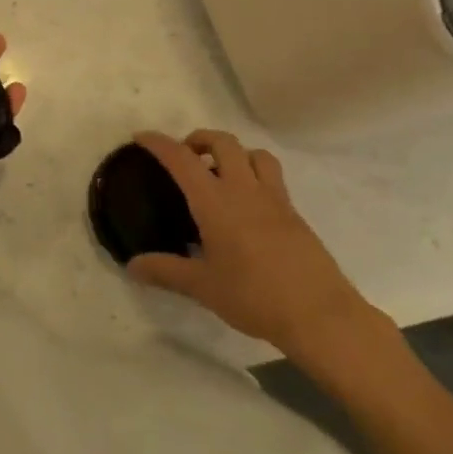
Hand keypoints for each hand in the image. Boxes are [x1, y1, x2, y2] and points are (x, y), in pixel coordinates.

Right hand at [126, 130, 386, 366]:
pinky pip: (273, 178)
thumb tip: (131, 266)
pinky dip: (254, 175)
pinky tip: (246, 206)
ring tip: (220, 173)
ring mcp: (275, 200)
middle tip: (185, 156)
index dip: (159, 143)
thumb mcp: (203, 287)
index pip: (182, 159)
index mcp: (216, 202)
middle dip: (200, 139)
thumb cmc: (255, 297)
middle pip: (223, 142)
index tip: (141, 137)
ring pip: (255, 154)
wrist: (321, 316)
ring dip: (233, 152)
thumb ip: (165, 271)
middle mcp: (245, 190)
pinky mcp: (295, 214)